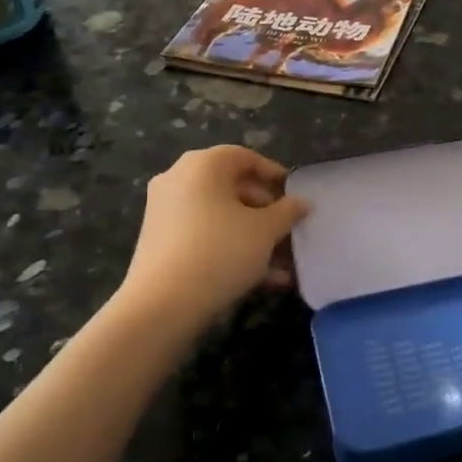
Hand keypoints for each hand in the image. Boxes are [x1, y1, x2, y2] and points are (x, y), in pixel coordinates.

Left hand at [124, 146, 307, 324]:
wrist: (163, 303)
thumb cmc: (222, 250)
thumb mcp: (266, 230)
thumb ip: (288, 211)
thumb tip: (301, 203)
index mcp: (203, 165)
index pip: (245, 157)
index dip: (274, 174)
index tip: (295, 195)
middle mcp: (179, 180)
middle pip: (232, 188)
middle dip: (266, 211)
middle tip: (290, 231)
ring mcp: (165, 211)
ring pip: (221, 217)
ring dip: (253, 236)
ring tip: (283, 264)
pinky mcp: (160, 242)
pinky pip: (205, 236)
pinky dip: (231, 249)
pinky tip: (261, 278)